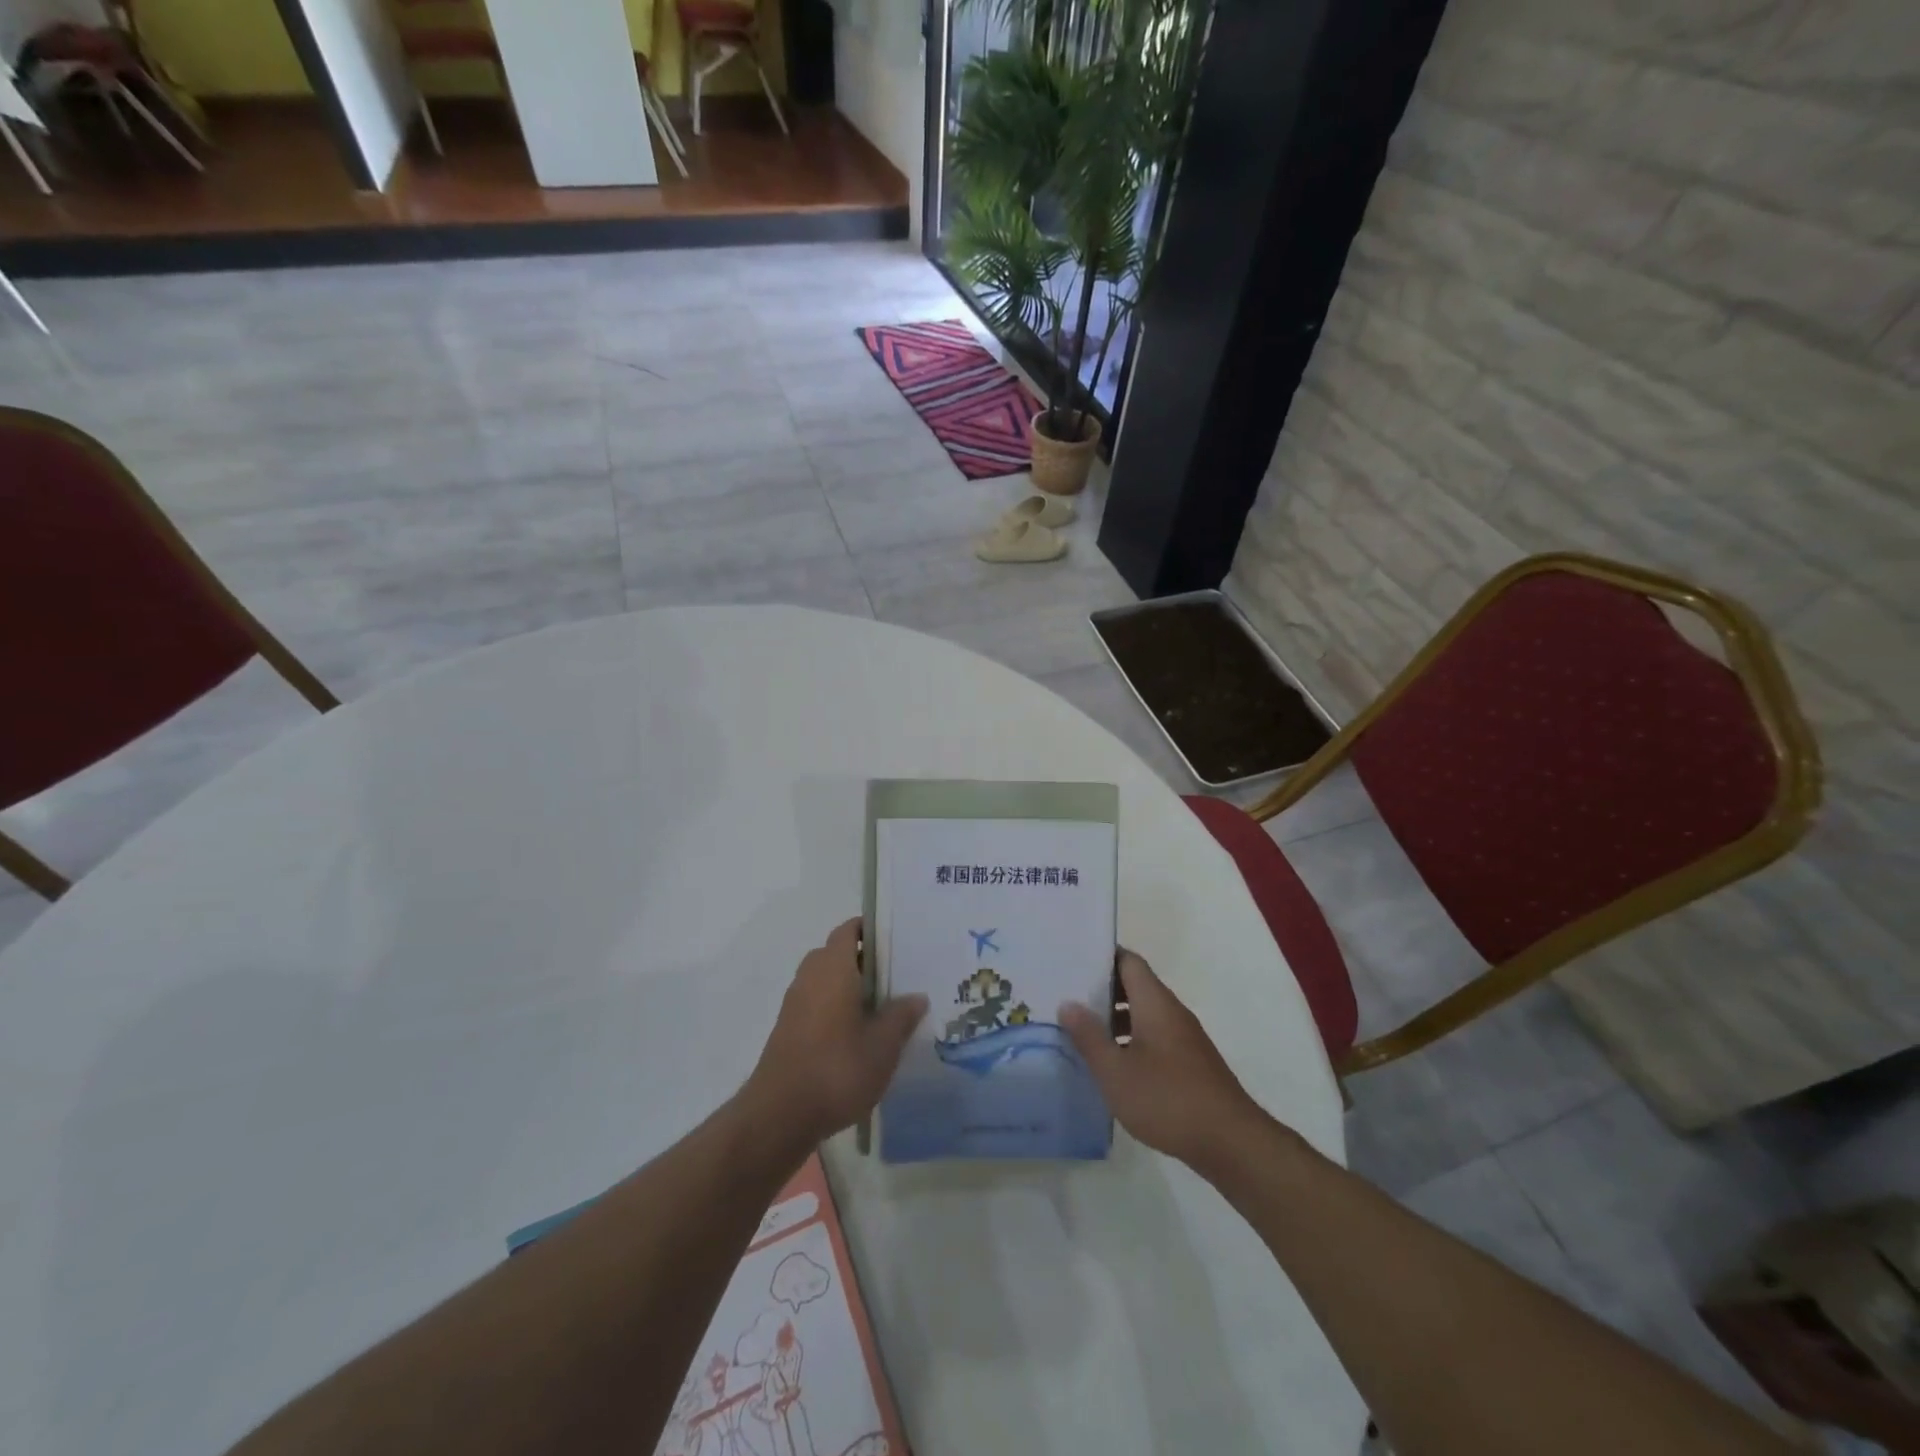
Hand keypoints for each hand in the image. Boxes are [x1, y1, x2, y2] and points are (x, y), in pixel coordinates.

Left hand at [743, 918, 927, 1146]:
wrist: (780, 1115)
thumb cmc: (837, 1069)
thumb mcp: (883, 1046)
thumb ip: (901, 1016)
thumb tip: (916, 996)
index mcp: (833, 968)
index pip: (848, 930)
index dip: (869, 929)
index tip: (895, 939)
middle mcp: (810, 977)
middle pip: (836, 954)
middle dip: (863, 960)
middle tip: (896, 975)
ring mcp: (795, 1004)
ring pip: (825, 980)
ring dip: (849, 986)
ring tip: (882, 1006)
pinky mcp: (788, 1029)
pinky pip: (816, 1003)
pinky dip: (835, 1008)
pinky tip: (858, 1034)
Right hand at [1060, 950, 1266, 1175]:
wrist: (1231, 1143)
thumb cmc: (1167, 1099)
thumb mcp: (1116, 1071)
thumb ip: (1089, 1036)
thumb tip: (1068, 1003)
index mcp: (1155, 1002)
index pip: (1128, 960)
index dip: (1101, 956)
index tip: (1073, 961)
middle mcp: (1172, 1012)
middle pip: (1135, 985)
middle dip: (1102, 989)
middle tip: (1067, 997)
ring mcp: (1184, 1038)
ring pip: (1144, 1013)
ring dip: (1115, 1018)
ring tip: (1082, 1031)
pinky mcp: (1190, 1063)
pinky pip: (1154, 1037)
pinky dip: (1131, 1040)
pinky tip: (1113, 1065)